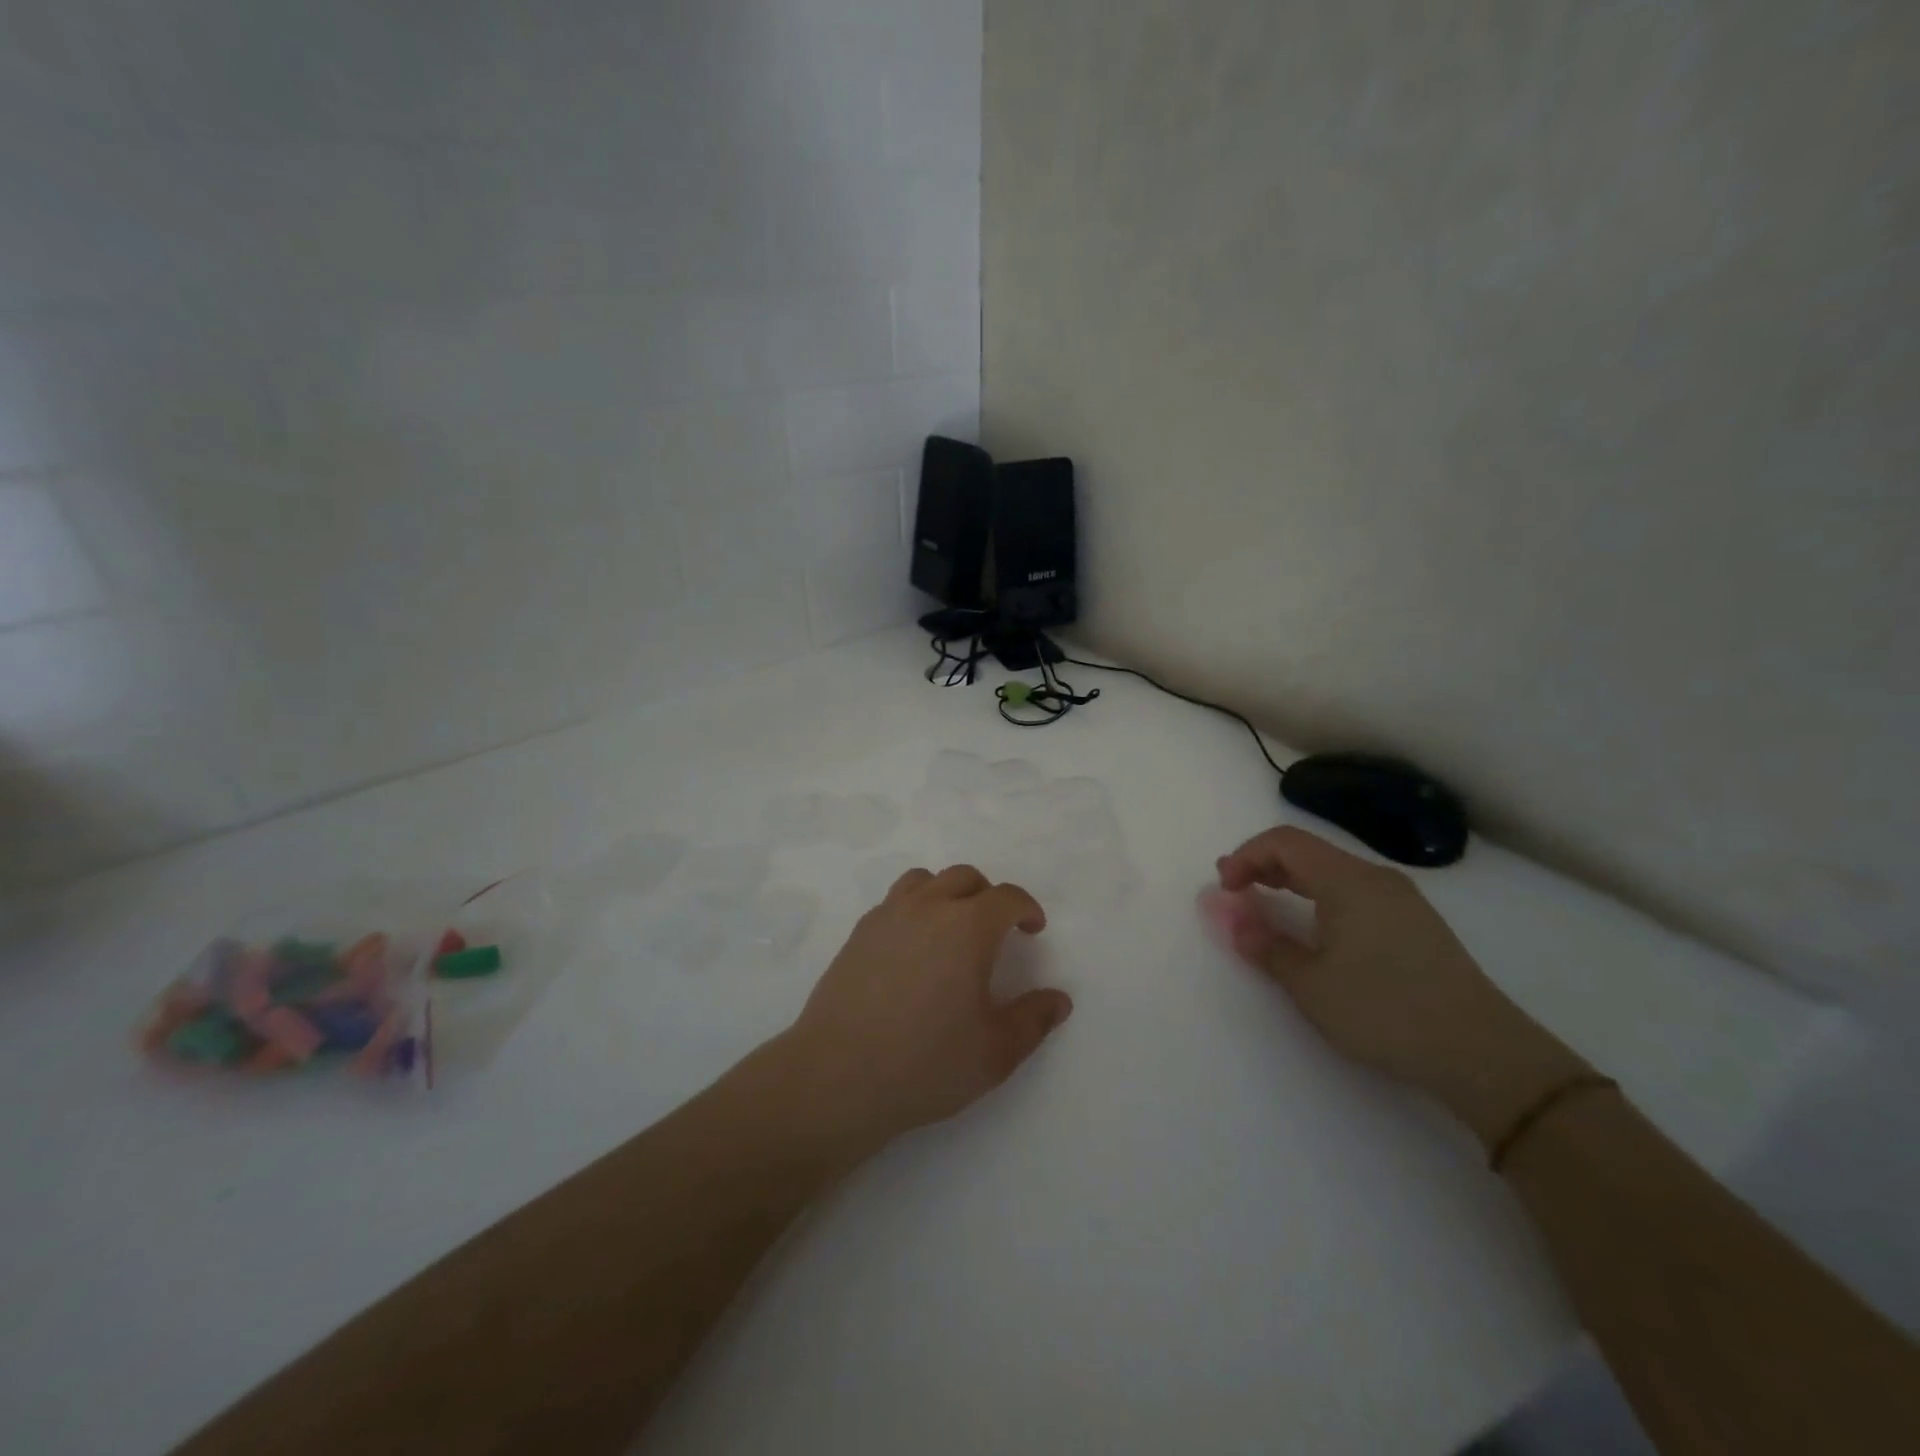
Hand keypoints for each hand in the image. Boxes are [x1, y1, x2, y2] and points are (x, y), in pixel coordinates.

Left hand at [779, 865, 1072, 1151]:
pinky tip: (913, 947)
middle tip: (997, 929)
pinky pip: (894, 902)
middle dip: (989, 895)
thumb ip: (1033, 1020)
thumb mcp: (996, 1052)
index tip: (1033, 929)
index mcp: (967, 927)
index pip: (1006, 897)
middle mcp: (927, 908)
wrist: (838, 1076)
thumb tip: (1059, 999)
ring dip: (947, 893)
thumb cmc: (926, 1063)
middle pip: (965, 877)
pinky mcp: (858, 934)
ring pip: (924, 880)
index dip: (1026, 907)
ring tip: (952, 928)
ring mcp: (887, 916)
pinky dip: (914, 909)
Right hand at [1216, 826, 1590, 1147]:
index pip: (1285, 842)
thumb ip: (1267, 946)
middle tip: (1235, 889)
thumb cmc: (1385, 1010)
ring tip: (1267, 905)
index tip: (1224, 887)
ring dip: (1292, 881)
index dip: (1246, 856)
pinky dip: (1320, 897)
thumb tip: (1234, 921)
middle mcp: (1376, 878)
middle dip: (1265, 864)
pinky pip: (1355, 892)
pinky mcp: (1417, 924)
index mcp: (1348, 881)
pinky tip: (1316, 927)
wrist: (1483, 1054)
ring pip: (1333, 871)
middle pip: (1309, 851)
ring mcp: (1402, 900)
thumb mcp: (1311, 984)